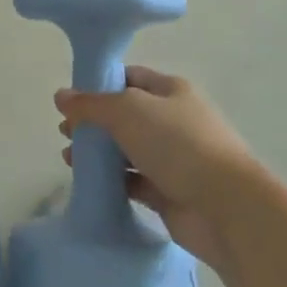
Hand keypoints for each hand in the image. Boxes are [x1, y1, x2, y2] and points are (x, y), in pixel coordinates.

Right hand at [56, 67, 258, 269]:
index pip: (130, 78)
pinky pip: (134, 181)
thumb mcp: (128, 111)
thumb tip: (61, 96)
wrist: (226, 207)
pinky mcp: (170, 193)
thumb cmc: (178, 144)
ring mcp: (173, 158)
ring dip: (100, 153)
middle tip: (64, 132)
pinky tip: (89, 183)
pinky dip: (112, 181)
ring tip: (68, 158)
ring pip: (128, 149)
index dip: (99, 85)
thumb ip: (92, 104)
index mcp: (170, 90)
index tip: (70, 99)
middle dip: (95, 122)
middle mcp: (173, 120)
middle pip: (126, 115)